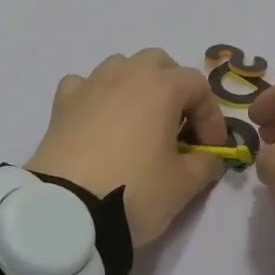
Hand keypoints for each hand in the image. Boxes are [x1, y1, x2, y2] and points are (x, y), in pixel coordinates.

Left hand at [26, 49, 228, 246]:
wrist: (67, 211)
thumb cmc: (135, 190)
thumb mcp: (184, 185)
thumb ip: (206, 165)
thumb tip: (210, 159)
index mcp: (162, 87)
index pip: (198, 86)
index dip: (211, 117)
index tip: (211, 149)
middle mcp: (126, 74)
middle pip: (159, 64)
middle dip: (175, 89)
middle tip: (179, 127)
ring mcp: (91, 85)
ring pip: (121, 67)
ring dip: (138, 87)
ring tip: (140, 123)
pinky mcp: (62, 104)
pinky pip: (86, 85)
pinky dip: (98, 97)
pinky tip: (101, 122)